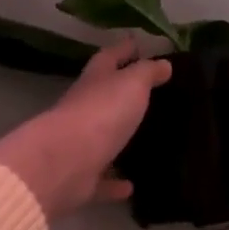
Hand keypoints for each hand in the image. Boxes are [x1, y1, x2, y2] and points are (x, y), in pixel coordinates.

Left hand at [0, 38, 171, 217]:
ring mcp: (80, 146)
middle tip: (150, 95)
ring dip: (119, 141)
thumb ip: (147, 73)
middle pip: (103, 98)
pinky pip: (102, 180)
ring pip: (102, 140)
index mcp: (94, 83)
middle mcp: (84, 111)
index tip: (138, 44)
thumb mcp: (131, 84)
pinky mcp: (82, 179)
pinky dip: (115, 183)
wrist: (65, 163)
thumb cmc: (101, 114)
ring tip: (146, 141)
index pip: (109, 58)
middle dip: (121, 95)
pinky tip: (132, 186)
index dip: (124, 49)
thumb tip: (163, 63)